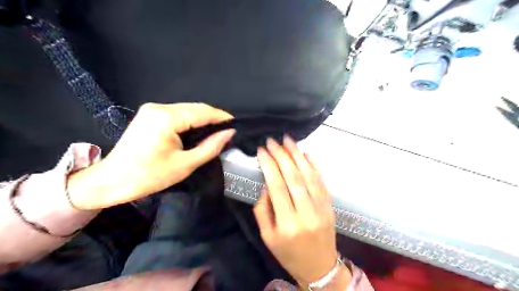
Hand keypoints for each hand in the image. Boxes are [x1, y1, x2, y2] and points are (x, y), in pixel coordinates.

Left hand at [67, 103, 233, 210]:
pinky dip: (191, 121)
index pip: (203, 112)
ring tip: (217, 132)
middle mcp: (159, 107)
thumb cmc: (149, 176)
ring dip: (203, 120)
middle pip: (195, 108)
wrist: (111, 181)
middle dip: (214, 118)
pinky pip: (178, 114)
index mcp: (166, 118)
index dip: (222, 117)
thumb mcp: (185, 164)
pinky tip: (199, 131)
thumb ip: (210, 147)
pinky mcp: (149, 115)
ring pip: (187, 110)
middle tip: (229, 131)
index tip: (237, 125)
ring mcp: (152, 109)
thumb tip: (230, 133)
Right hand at [254, 137, 350, 287]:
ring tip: (287, 139)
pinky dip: (314, 164)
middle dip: (281, 155)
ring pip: (309, 175)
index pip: (277, 186)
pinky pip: (321, 180)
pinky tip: (305, 152)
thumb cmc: (288, 253)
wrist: (319, 267)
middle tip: (272, 140)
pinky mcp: (330, 205)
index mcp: (287, 223)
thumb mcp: (267, 236)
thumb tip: (265, 184)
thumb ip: (262, 209)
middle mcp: (306, 213)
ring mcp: (321, 207)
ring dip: (297, 154)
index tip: (261, 150)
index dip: (268, 165)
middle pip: (293, 176)